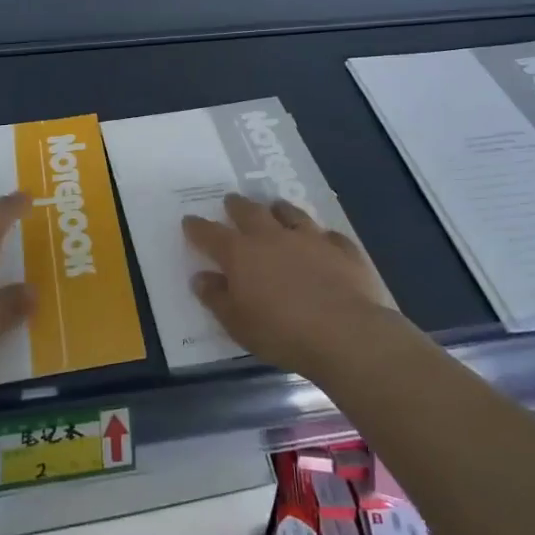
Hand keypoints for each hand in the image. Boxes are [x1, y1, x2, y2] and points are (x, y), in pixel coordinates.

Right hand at [183, 193, 392, 378]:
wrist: (345, 333)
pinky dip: (321, 235)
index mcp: (241, 254)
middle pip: (250, 212)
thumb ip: (216, 298)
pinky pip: (329, 234)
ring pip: (290, 213)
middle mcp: (273, 237)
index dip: (197, 227)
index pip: (211, 234)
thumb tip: (200, 277)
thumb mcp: (237, 324)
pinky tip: (323, 239)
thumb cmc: (281, 333)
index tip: (189, 220)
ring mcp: (310, 238)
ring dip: (279, 209)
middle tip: (231, 201)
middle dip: (237, 205)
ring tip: (275, 206)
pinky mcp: (342, 249)